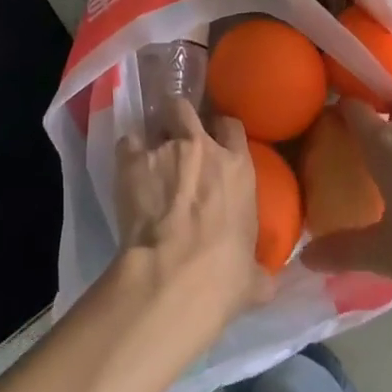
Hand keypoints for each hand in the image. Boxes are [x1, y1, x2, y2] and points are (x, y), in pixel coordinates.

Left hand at [115, 100, 273, 334]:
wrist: (172, 278)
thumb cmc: (222, 277)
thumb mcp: (253, 277)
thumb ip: (259, 270)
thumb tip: (265, 282)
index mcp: (237, 168)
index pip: (232, 126)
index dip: (220, 129)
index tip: (214, 140)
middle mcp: (203, 147)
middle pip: (188, 109)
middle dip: (180, 117)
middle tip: (175, 135)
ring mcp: (166, 149)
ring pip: (156, 121)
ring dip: (153, 137)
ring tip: (147, 156)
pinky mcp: (133, 160)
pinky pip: (127, 142)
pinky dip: (127, 153)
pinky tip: (126, 170)